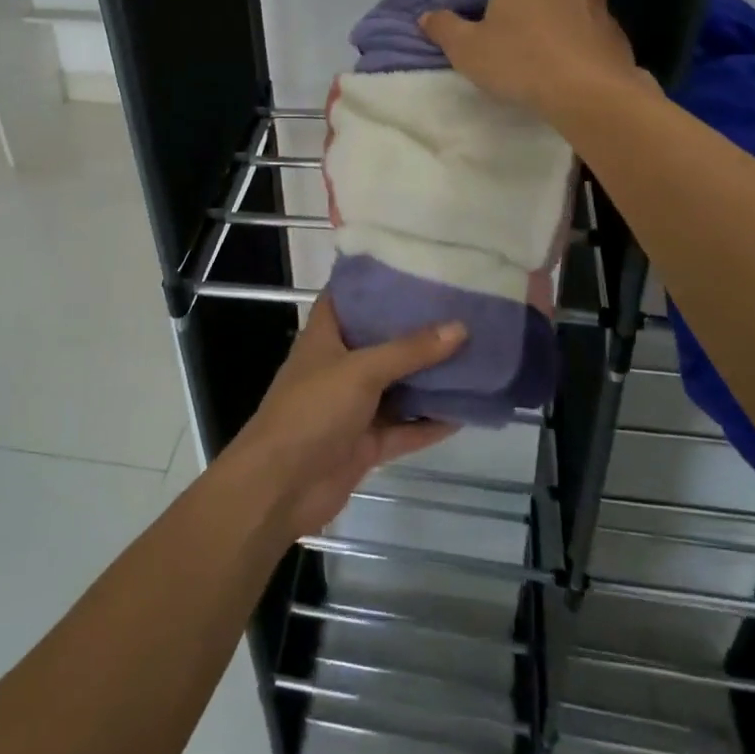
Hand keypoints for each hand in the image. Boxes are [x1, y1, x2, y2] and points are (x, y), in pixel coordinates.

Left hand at [227, 296, 464, 540]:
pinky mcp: (365, 442)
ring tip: (474, 354)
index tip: (416, 267)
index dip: (376, 280)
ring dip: (429, 376)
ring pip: (397, 385)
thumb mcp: (361, 370)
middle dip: (416, 329)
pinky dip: (430, 422)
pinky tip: (467, 411)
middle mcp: (339, 365)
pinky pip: (404, 427)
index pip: (349, 296)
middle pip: (381, 340)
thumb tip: (460, 327)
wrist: (280, 486)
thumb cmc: (312, 410)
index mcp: (325, 335)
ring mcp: (353, 406)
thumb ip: (409, 350)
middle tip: (460, 308)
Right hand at [420, 0, 647, 122]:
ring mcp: (595, 1)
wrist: (586, 91)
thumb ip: (446, 29)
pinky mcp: (614, 29)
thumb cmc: (520, 61)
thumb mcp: (468, 50)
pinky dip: (592, 17)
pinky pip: (603, 12)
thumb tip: (426, 16)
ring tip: (562, 3)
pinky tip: (579, 38)